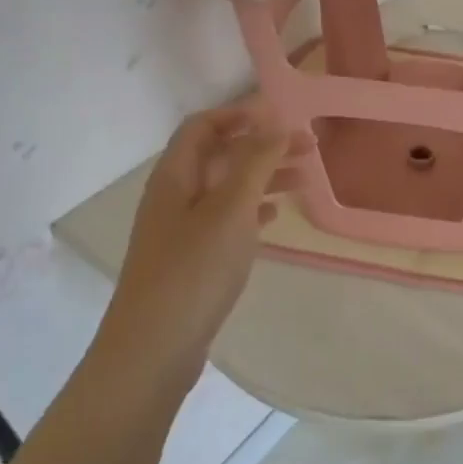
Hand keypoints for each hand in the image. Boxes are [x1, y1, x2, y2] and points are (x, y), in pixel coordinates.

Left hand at [96, 105, 303, 389]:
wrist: (153, 349)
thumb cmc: (194, 270)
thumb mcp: (231, 208)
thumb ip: (255, 161)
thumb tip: (275, 121)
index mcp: (175, 176)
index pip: (203, 126)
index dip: (241, 114)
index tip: (282, 116)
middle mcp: (173, 196)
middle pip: (219, 155)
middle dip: (263, 146)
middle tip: (309, 147)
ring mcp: (179, 230)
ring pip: (226, 188)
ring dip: (263, 177)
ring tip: (304, 180)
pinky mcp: (190, 260)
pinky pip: (225, 220)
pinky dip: (252, 211)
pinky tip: (274, 216)